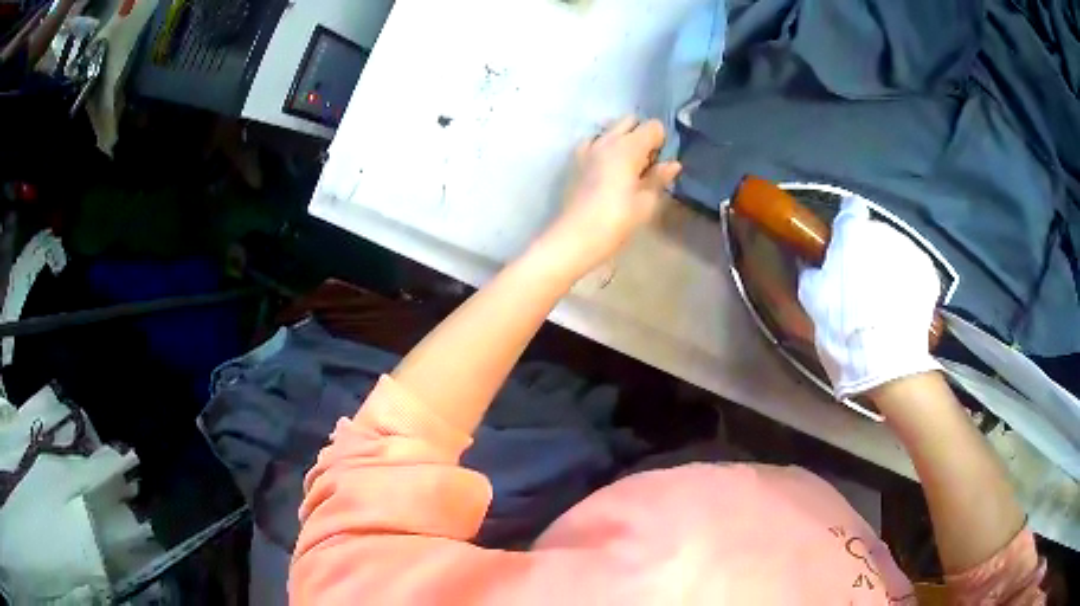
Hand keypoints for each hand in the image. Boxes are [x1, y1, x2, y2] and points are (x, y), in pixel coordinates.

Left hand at [534, 116, 680, 279]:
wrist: (576, 236)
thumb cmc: (617, 220)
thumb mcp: (646, 202)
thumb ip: (659, 178)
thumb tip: (673, 164)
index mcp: (628, 147)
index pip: (653, 126)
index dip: (661, 142)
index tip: (660, 164)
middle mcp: (607, 139)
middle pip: (630, 121)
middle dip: (641, 135)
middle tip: (646, 164)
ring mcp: (588, 147)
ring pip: (610, 129)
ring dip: (622, 139)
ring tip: (626, 167)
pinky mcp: (575, 160)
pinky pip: (593, 141)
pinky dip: (603, 147)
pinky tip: (606, 169)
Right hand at [797, 197, 941, 397]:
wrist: (885, 362)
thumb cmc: (842, 327)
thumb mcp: (812, 299)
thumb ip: (812, 272)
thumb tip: (811, 265)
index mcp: (853, 232)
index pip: (850, 209)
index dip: (847, 222)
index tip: (843, 239)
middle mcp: (884, 231)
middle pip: (875, 234)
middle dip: (868, 251)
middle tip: (861, 281)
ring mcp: (910, 251)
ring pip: (896, 251)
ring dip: (889, 266)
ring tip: (883, 299)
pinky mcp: (929, 274)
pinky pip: (913, 270)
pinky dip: (907, 282)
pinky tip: (901, 307)